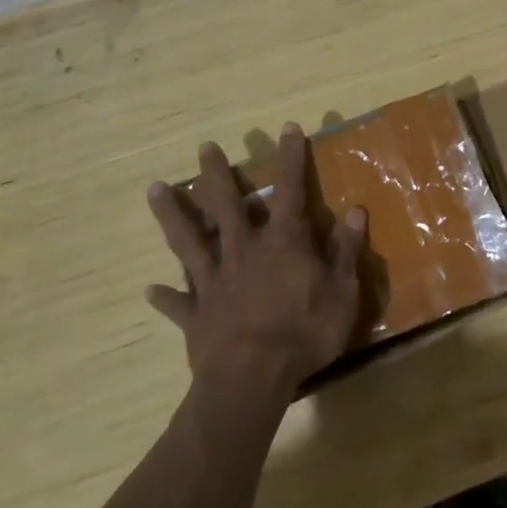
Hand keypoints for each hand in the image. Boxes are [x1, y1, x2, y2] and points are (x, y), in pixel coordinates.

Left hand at [146, 123, 365, 403]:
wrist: (251, 379)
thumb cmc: (304, 333)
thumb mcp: (342, 292)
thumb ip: (345, 251)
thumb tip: (355, 211)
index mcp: (283, 243)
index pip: (290, 190)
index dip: (291, 159)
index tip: (287, 128)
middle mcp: (244, 251)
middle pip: (226, 204)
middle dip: (217, 174)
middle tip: (204, 147)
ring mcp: (214, 281)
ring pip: (188, 240)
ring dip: (172, 214)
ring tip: (154, 189)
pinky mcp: (196, 313)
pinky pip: (177, 300)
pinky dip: (165, 295)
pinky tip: (150, 289)